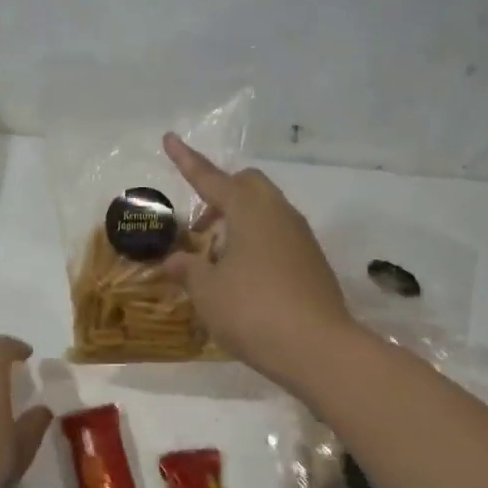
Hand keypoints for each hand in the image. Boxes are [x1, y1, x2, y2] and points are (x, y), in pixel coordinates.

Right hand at [162, 134, 355, 390]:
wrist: (318, 348)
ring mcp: (301, 237)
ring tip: (218, 258)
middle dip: (220, 194)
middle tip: (200, 225)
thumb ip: (189, 269)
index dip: (187, 161)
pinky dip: (256, 242)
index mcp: (249, 210)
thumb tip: (176, 259)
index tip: (170, 139)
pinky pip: (278, 236)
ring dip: (239, 222)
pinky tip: (243, 277)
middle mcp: (279, 214)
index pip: (211, 179)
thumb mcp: (208, 291)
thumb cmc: (252, 311)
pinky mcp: (312, 261)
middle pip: (247, 186)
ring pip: (266, 211)